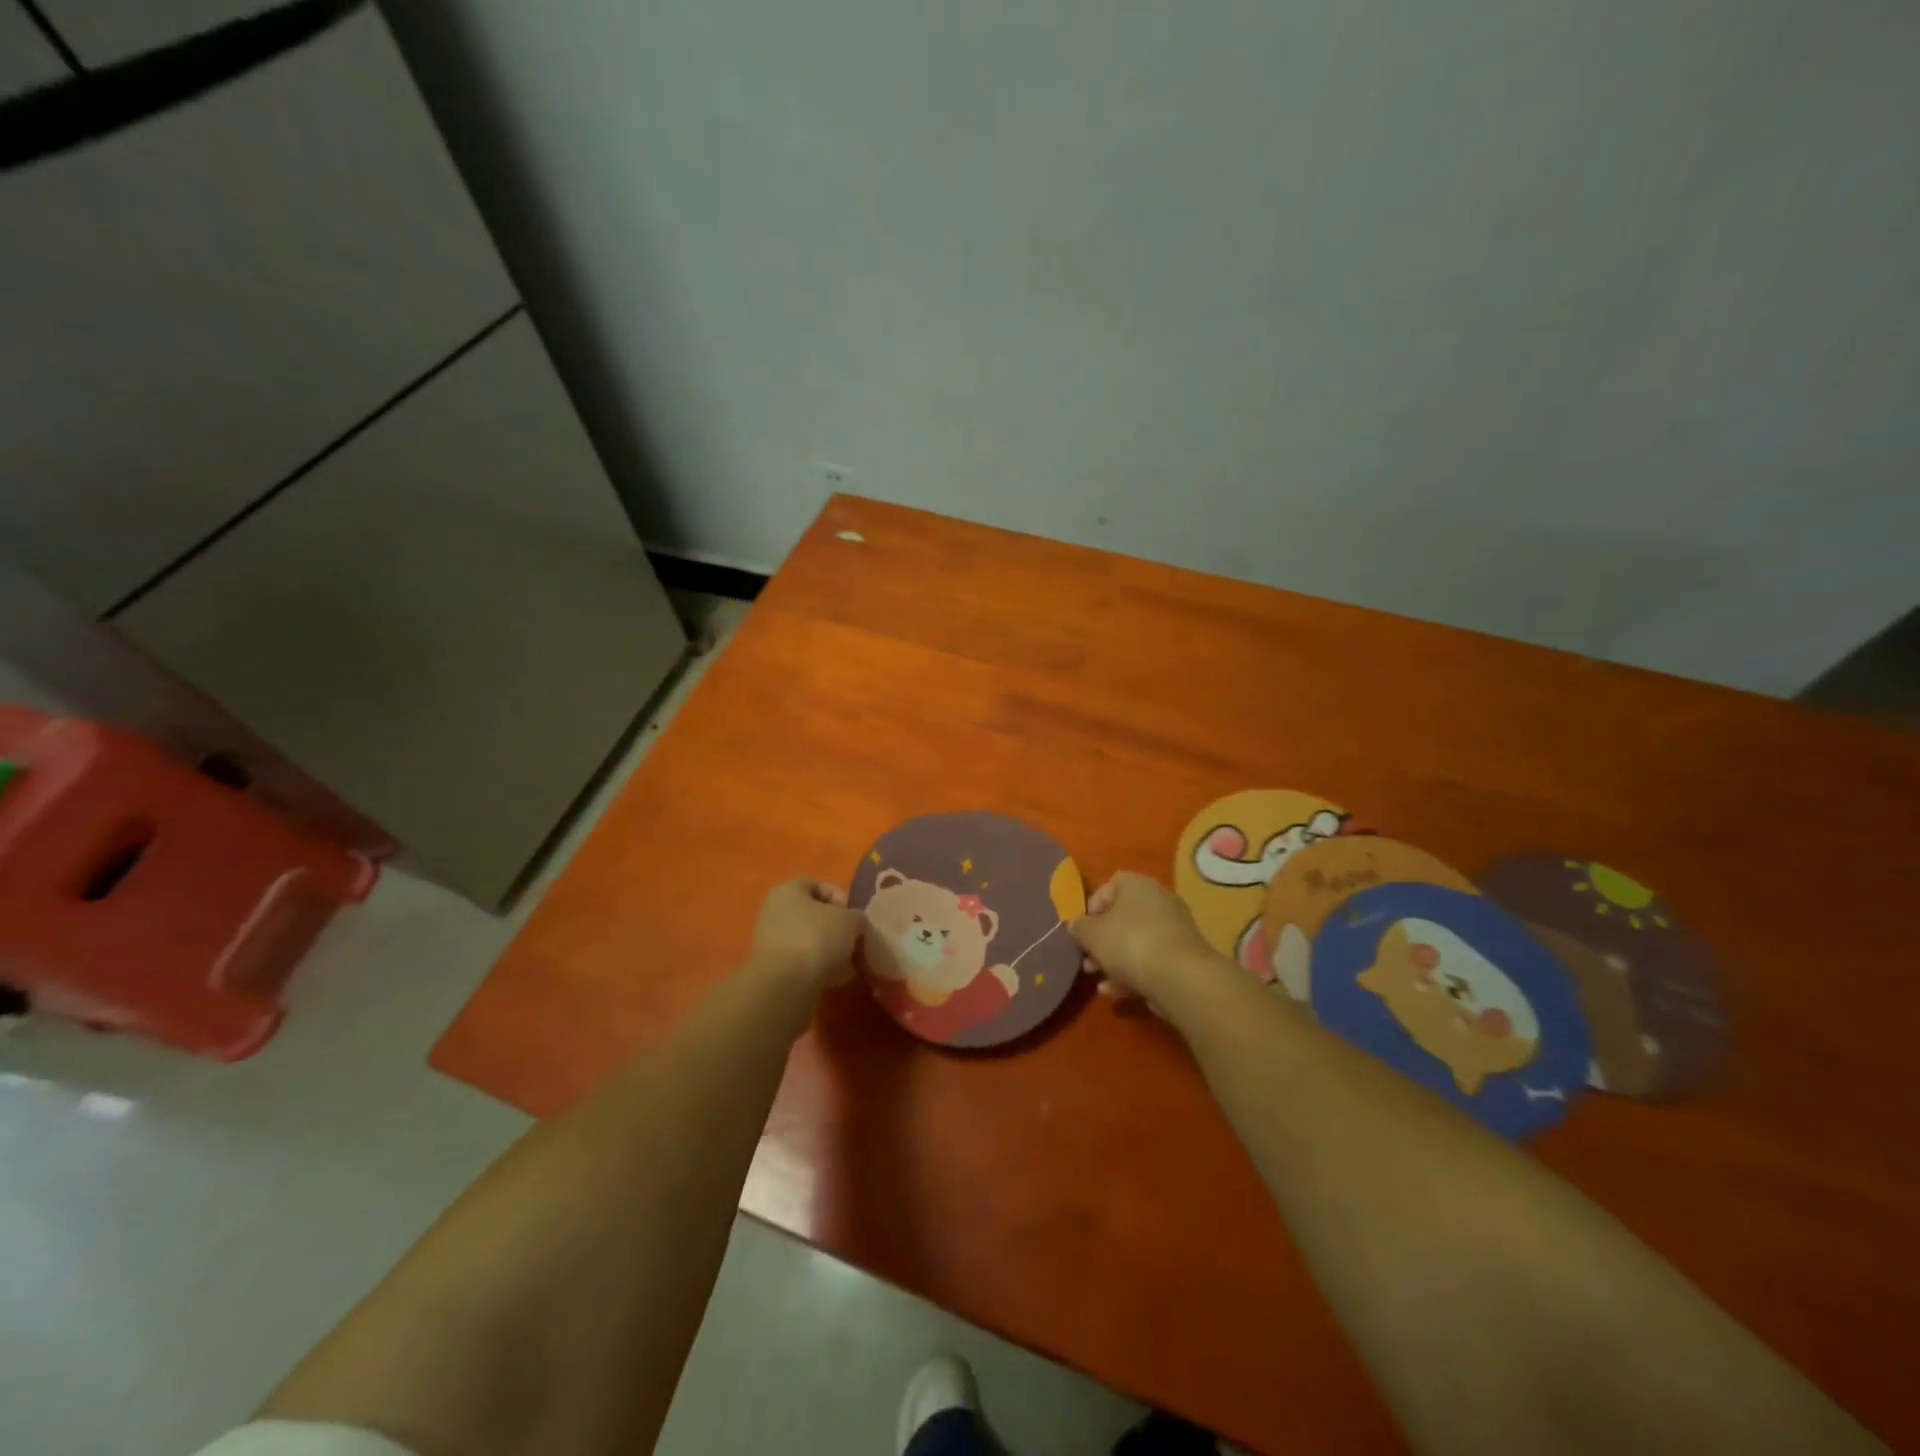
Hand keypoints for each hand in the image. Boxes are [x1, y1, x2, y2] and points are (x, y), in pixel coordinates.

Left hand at [749, 879, 863, 989]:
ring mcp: (771, 941)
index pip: (817, 885)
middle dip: (837, 928)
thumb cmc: (818, 937)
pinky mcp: (773, 968)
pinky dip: (819, 968)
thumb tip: (855, 924)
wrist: (787, 983)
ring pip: (808, 940)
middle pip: (812, 915)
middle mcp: (775, 912)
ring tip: (850, 964)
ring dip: (830, 950)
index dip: (840, 897)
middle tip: (854, 940)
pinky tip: (837, 978)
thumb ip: (857, 918)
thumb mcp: (851, 921)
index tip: (855, 915)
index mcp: (788, 891)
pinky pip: (802, 962)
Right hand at [1071, 871, 1233, 1013]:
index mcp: (1137, 885)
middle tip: (1087, 958)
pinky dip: (1132, 974)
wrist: (1178, 977)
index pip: (1110, 885)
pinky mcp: (1183, 958)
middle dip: (1102, 939)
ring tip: (1097, 979)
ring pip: (1136, 942)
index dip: (1092, 906)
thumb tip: (1076, 924)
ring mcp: (1174, 930)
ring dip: (1114, 960)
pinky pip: (1151, 961)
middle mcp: (1159, 900)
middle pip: (1123, 917)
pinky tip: (1114, 992)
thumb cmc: (1128, 943)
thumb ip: (1079, 927)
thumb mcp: (1091, 934)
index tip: (1082, 928)